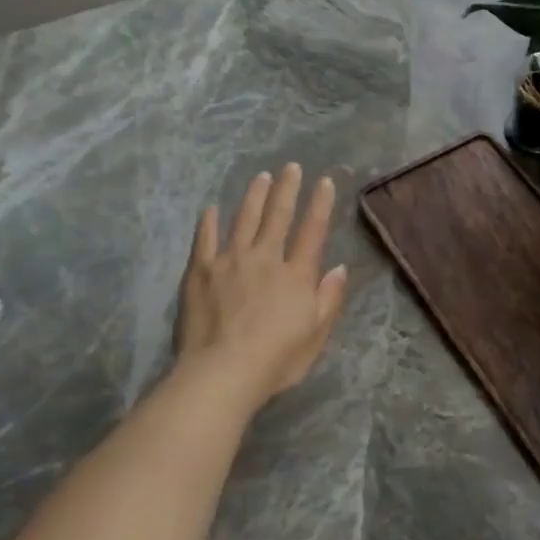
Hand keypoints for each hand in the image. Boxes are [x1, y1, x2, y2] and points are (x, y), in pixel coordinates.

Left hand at [178, 164, 348, 406]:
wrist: (222, 372)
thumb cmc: (276, 359)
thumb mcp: (316, 334)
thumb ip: (328, 298)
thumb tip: (339, 267)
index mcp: (296, 275)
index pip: (312, 231)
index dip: (319, 205)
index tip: (324, 182)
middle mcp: (265, 258)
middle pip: (278, 217)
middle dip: (287, 190)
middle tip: (291, 167)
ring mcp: (229, 261)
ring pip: (244, 220)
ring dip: (254, 196)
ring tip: (261, 177)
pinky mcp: (199, 271)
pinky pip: (205, 239)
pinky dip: (209, 222)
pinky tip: (211, 208)